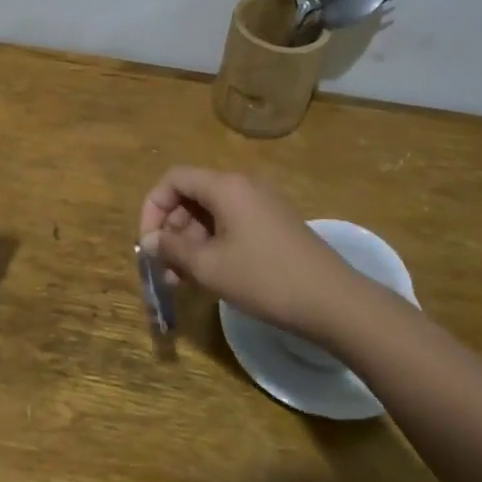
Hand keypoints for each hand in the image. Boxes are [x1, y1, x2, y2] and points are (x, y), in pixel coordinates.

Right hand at [138, 167, 370, 337]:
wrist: (333, 301)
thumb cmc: (265, 278)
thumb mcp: (209, 266)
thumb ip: (172, 249)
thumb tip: (149, 241)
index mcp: (225, 187)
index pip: (174, 180)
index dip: (153, 208)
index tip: (148, 243)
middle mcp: (242, 187)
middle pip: (191, 196)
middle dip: (171, 229)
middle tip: (164, 266)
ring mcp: (260, 206)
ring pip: (210, 215)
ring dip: (189, 242)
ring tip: (180, 280)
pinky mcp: (273, 226)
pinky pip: (230, 227)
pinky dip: (211, 246)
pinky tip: (206, 277)